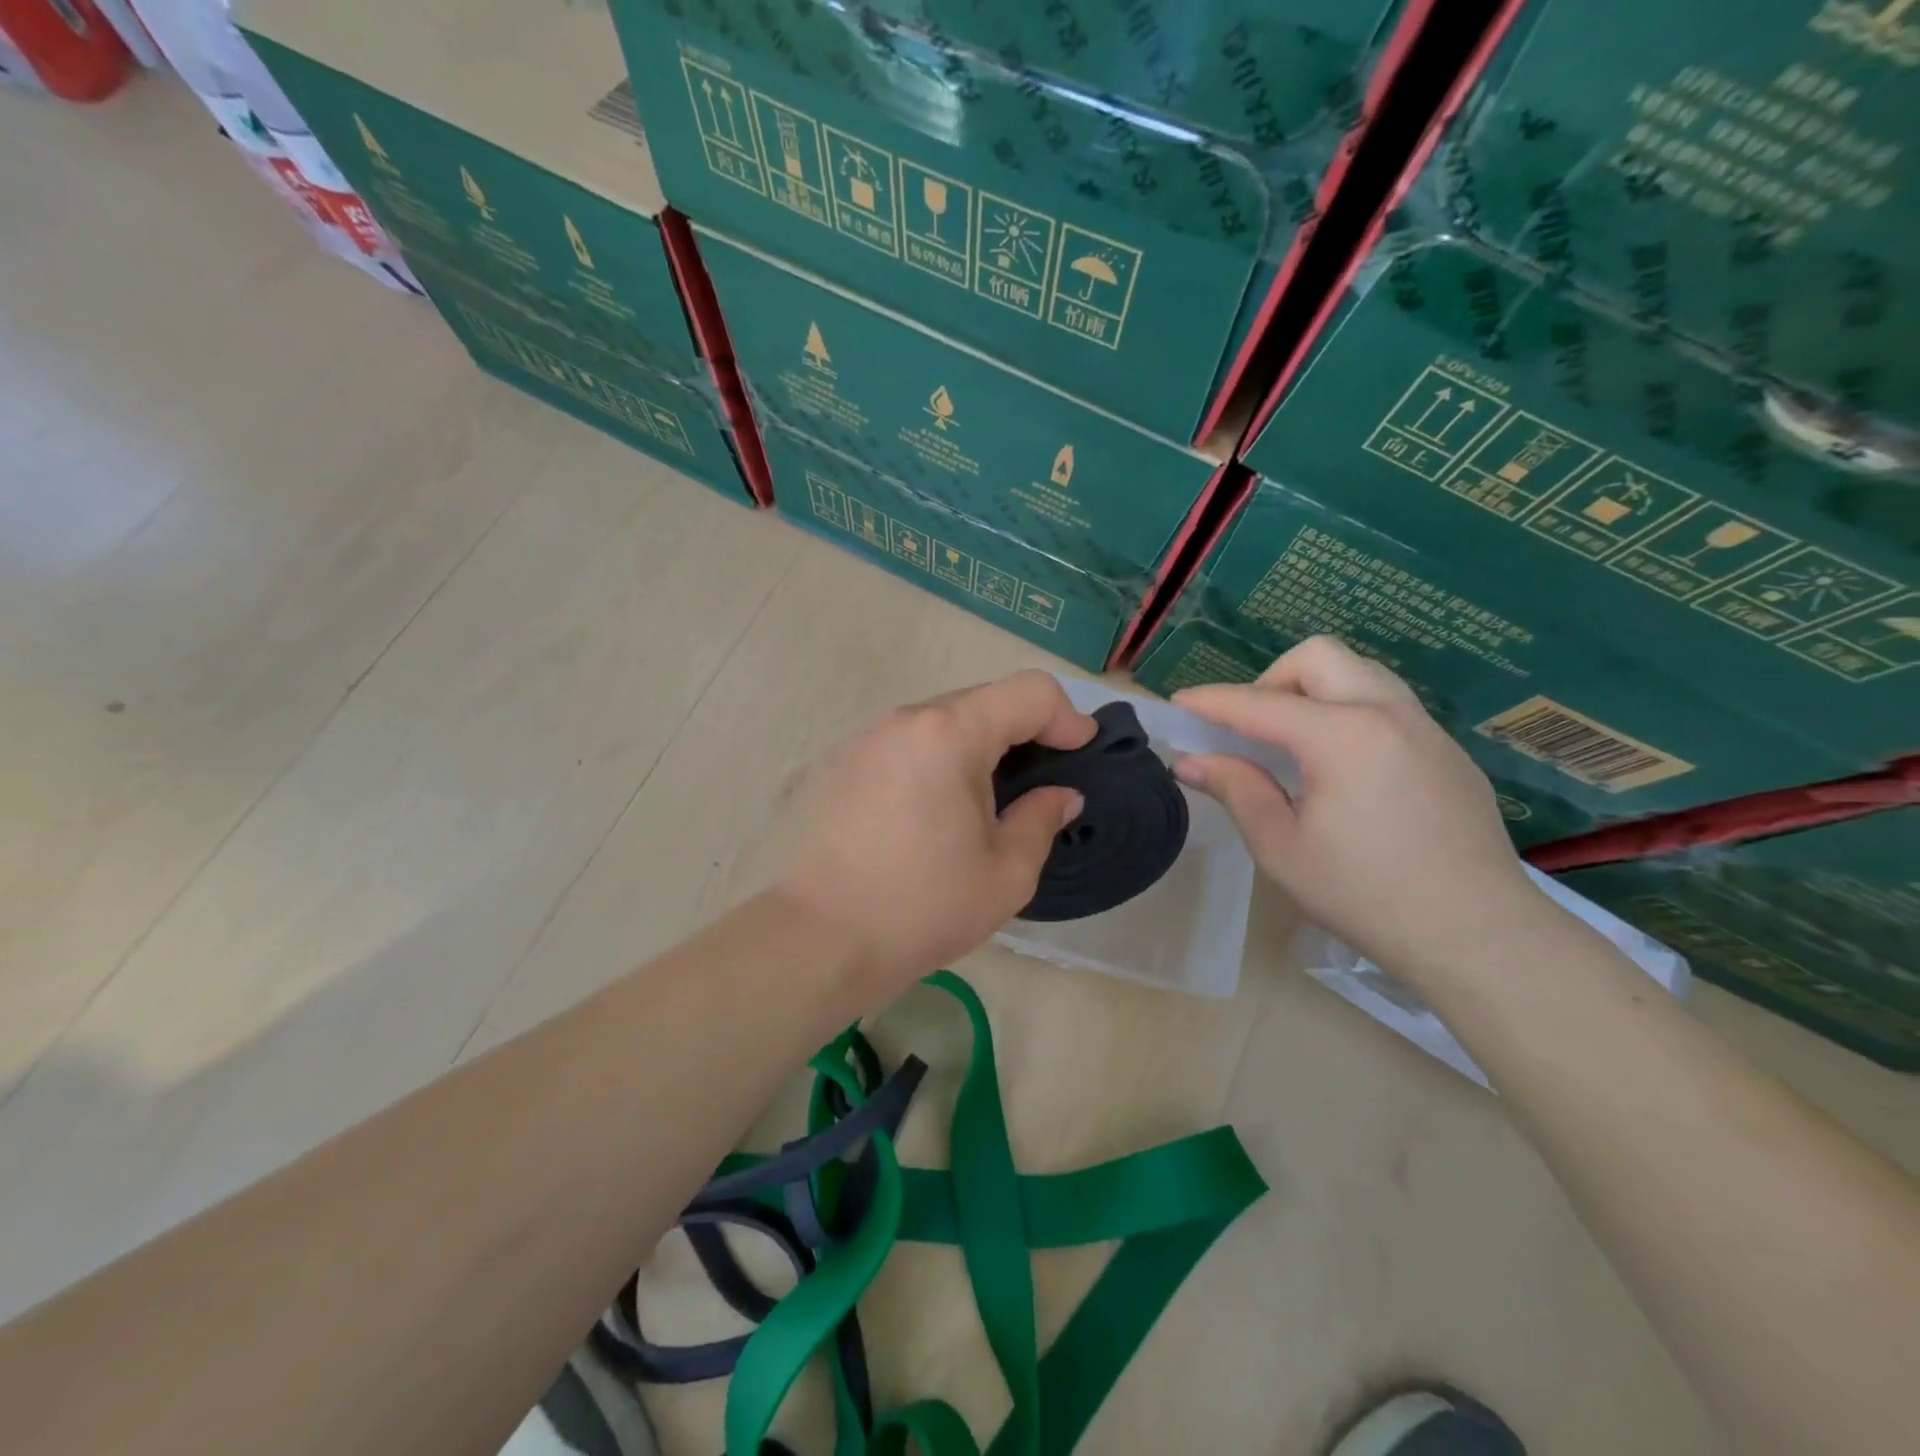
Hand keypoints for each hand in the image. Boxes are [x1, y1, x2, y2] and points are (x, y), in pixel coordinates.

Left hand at [770, 671, 1094, 993]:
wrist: (815, 941)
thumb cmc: (921, 908)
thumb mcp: (1005, 874)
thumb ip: (1041, 820)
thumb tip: (1060, 795)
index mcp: (950, 734)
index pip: (1029, 692)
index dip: (1066, 716)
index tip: (1080, 752)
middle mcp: (903, 721)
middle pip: (980, 702)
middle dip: (1019, 733)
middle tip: (1034, 785)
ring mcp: (861, 740)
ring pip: (936, 724)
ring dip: (971, 750)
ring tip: (977, 807)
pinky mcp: (834, 766)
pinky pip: (899, 748)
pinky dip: (929, 765)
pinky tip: (923, 818)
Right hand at [1172, 636, 1537, 983]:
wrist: (1479, 936)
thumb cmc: (1365, 895)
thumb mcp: (1281, 848)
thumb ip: (1236, 790)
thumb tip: (1191, 761)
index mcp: (1343, 735)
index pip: (1260, 703)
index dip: (1212, 702)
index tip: (1178, 705)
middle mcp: (1388, 713)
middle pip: (1318, 657)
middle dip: (1271, 679)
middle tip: (1251, 729)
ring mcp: (1426, 730)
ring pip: (1359, 674)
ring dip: (1314, 691)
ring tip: (1294, 744)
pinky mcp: (1447, 753)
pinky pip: (1388, 706)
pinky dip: (1349, 714)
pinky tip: (1343, 772)